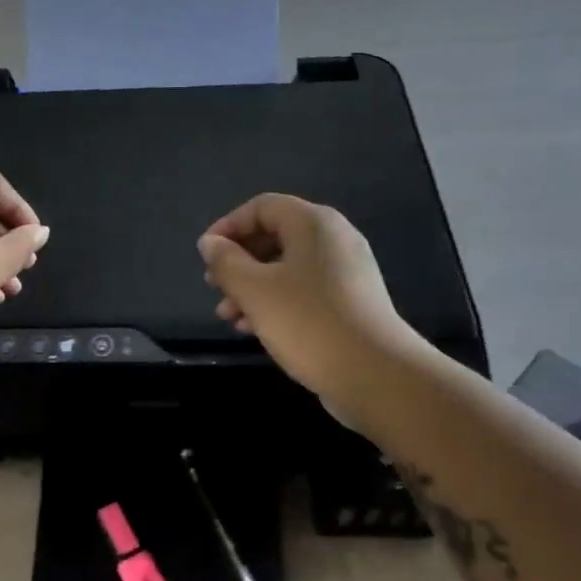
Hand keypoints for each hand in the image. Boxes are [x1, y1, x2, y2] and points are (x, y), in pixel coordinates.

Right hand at [197, 194, 415, 403]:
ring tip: (228, 317)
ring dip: (252, 288)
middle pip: (274, 237)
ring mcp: (346, 272)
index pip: (262, 207)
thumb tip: (210, 243)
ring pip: (287, 268)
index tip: (205, 256)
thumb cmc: (308, 323)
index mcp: (314, 224)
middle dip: (238, 262)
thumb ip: (226, 262)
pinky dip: (276, 303)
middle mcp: (334, 239)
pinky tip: (256, 330)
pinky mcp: (351, 303)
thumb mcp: (254, 291)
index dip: (228, 226)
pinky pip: (304, 291)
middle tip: (214, 288)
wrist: (375, 374)